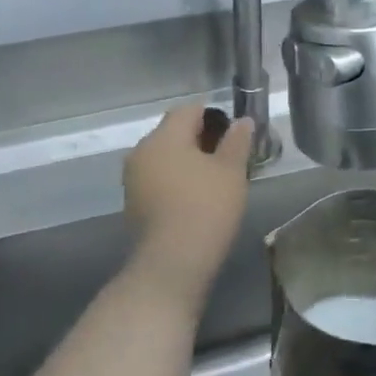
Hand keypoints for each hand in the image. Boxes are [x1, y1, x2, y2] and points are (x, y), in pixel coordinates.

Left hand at [121, 105, 253, 307]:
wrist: (171, 265)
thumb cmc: (205, 208)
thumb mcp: (231, 171)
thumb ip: (237, 141)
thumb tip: (242, 121)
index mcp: (164, 137)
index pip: (189, 109)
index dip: (215, 116)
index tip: (235, 136)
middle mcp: (141, 151)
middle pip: (174, 132)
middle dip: (201, 139)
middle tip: (229, 158)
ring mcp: (133, 179)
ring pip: (165, 156)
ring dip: (188, 161)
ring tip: (215, 180)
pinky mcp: (133, 203)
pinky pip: (158, 178)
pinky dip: (176, 180)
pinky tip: (196, 198)